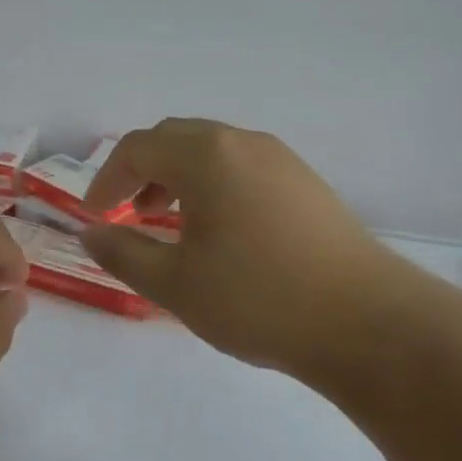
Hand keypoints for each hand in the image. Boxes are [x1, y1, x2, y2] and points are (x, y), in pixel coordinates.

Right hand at [81, 119, 427, 384]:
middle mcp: (241, 142)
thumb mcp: (176, 284)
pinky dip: (213, 183)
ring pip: (210, 149)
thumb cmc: (259, 299)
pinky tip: (220, 229)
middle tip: (127, 213)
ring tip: (170, 223)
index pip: (137, 148)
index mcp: (205, 155)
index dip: (107, 179)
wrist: (370, 322)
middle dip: (141, 171)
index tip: (95, 216)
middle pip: (174, 138)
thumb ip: (124, 253)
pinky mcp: (304, 180)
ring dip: (178, 176)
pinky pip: (241, 164)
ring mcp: (279, 157)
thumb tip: (91, 234)